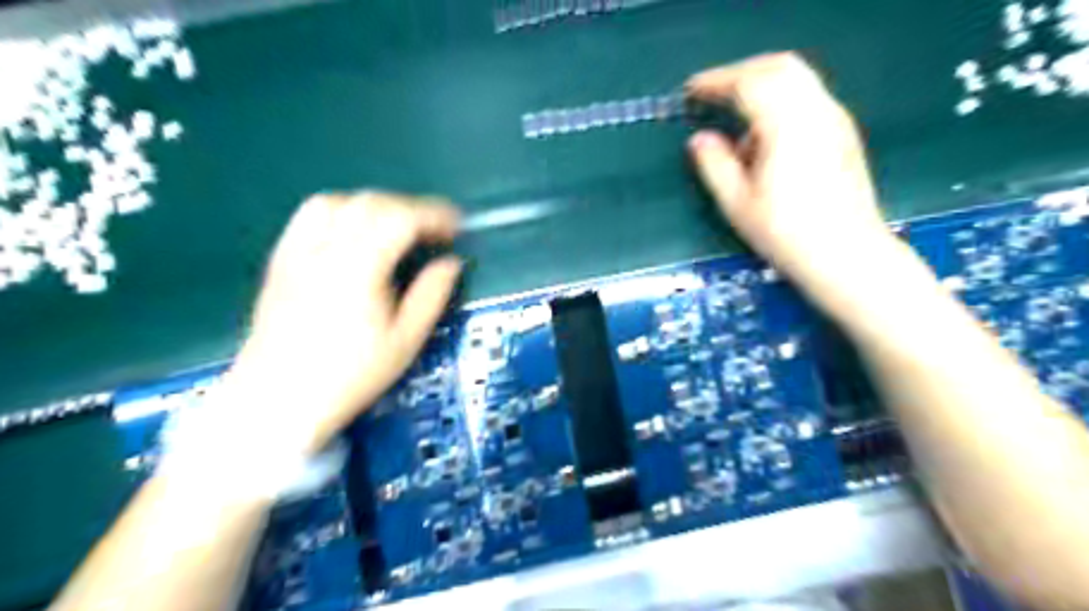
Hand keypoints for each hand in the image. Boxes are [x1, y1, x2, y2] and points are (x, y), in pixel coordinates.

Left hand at [233, 193, 461, 454]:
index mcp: (358, 268)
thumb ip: (431, 295)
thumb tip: (450, 263)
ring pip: (338, 202)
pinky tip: (353, 232)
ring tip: (395, 228)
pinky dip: (340, 211)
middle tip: (433, 231)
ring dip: (374, 206)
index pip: (400, 219)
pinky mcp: (280, 259)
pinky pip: (309, 216)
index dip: (433, 216)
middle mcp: (324, 249)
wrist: (279, 398)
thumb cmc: (350, 375)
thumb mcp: (405, 340)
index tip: (456, 226)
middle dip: (410, 209)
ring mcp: (296, 251)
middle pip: (371, 203)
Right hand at [688, 49, 893, 283]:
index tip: (690, 91)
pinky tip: (765, 136)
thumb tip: (699, 139)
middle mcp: (816, 111)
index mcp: (787, 125)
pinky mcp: (843, 132)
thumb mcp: (737, 203)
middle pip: (778, 66)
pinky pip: (808, 96)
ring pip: (797, 78)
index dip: (715, 82)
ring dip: (761, 84)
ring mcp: (835, 119)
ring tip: (735, 115)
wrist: (846, 254)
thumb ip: (714, 165)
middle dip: (740, 73)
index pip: (748, 83)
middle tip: (712, 93)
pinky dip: (780, 99)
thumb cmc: (786, 233)